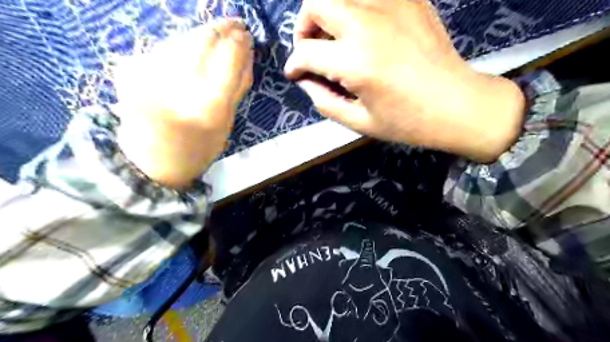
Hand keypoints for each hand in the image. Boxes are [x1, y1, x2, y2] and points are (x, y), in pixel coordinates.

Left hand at [114, 19, 252, 187]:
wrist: (151, 163)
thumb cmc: (197, 149)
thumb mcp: (226, 124)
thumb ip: (237, 88)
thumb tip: (247, 55)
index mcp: (208, 106)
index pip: (228, 60)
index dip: (239, 42)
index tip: (246, 35)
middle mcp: (178, 86)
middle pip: (202, 40)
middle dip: (221, 28)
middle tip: (233, 25)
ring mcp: (149, 75)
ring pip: (182, 38)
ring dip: (201, 33)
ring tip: (215, 35)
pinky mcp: (130, 70)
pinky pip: (164, 47)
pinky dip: (180, 44)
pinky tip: (189, 51)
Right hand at [284, 0, 526, 160]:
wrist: (457, 104)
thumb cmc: (406, 121)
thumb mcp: (358, 121)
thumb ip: (323, 100)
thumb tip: (306, 79)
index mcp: (355, 62)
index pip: (306, 52)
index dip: (294, 64)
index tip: (295, 73)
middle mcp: (368, 24)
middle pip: (316, 3)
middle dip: (304, 26)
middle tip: (311, 47)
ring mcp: (392, 5)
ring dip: (329, 14)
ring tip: (335, 38)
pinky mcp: (410, 0)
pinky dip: (357, 10)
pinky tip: (364, 32)